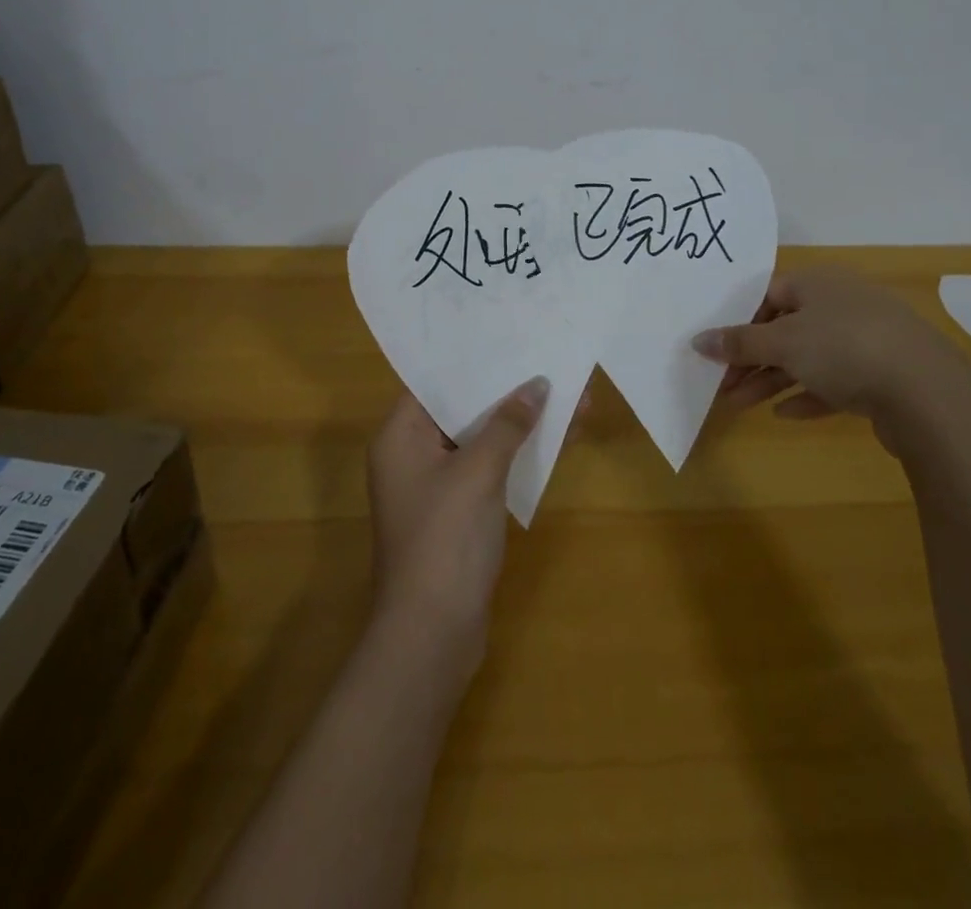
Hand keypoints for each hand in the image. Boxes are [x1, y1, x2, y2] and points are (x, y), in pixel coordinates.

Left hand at [367, 380, 547, 668]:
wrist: (434, 635)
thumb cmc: (445, 539)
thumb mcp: (478, 472)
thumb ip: (507, 424)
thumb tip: (537, 385)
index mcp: (400, 436)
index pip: (435, 381)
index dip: (473, 359)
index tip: (510, 335)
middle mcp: (413, 454)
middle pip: (464, 407)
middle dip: (509, 389)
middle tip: (548, 358)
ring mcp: (438, 484)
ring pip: (483, 438)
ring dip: (522, 421)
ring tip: (570, 394)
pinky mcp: (460, 510)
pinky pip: (491, 467)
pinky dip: (520, 452)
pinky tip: (559, 436)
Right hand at [694, 265, 970, 456]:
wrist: (928, 394)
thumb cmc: (844, 348)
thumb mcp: (782, 343)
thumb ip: (739, 343)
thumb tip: (698, 340)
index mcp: (819, 283)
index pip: (768, 294)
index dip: (739, 321)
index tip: (717, 349)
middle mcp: (842, 304)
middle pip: (785, 328)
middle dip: (751, 358)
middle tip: (722, 384)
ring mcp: (866, 340)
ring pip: (807, 357)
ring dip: (772, 380)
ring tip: (739, 405)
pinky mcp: (882, 375)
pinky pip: (835, 382)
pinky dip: (808, 395)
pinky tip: (785, 415)